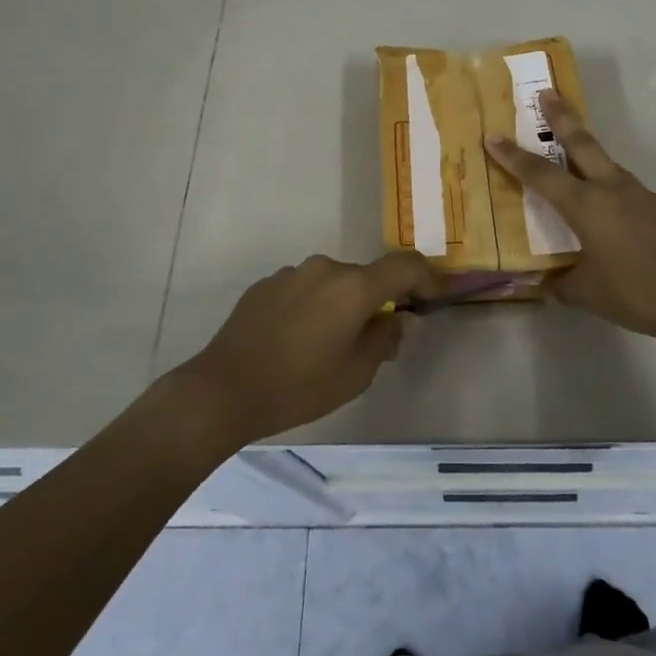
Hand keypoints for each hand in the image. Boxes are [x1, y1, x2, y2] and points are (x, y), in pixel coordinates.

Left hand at [180, 252, 432, 443]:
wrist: (223, 389)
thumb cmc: (298, 386)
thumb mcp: (355, 374)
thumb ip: (384, 340)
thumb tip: (397, 321)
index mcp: (353, 286)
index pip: (405, 265)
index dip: (426, 278)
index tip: (432, 300)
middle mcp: (325, 268)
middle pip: (366, 276)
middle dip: (377, 300)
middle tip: (376, 338)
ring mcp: (292, 273)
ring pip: (332, 283)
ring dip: (342, 304)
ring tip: (329, 344)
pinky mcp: (265, 285)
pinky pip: (303, 290)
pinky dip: (312, 307)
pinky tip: (296, 341)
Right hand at [486, 92, 655, 348]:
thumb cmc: (638, 293)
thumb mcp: (587, 294)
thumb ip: (561, 283)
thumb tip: (543, 282)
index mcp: (587, 206)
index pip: (540, 175)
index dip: (513, 156)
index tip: (492, 135)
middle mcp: (612, 190)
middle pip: (581, 143)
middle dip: (561, 116)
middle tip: (546, 92)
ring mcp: (640, 195)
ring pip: (606, 163)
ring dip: (586, 150)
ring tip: (572, 152)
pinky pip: (624, 188)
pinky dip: (608, 187)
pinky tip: (610, 211)